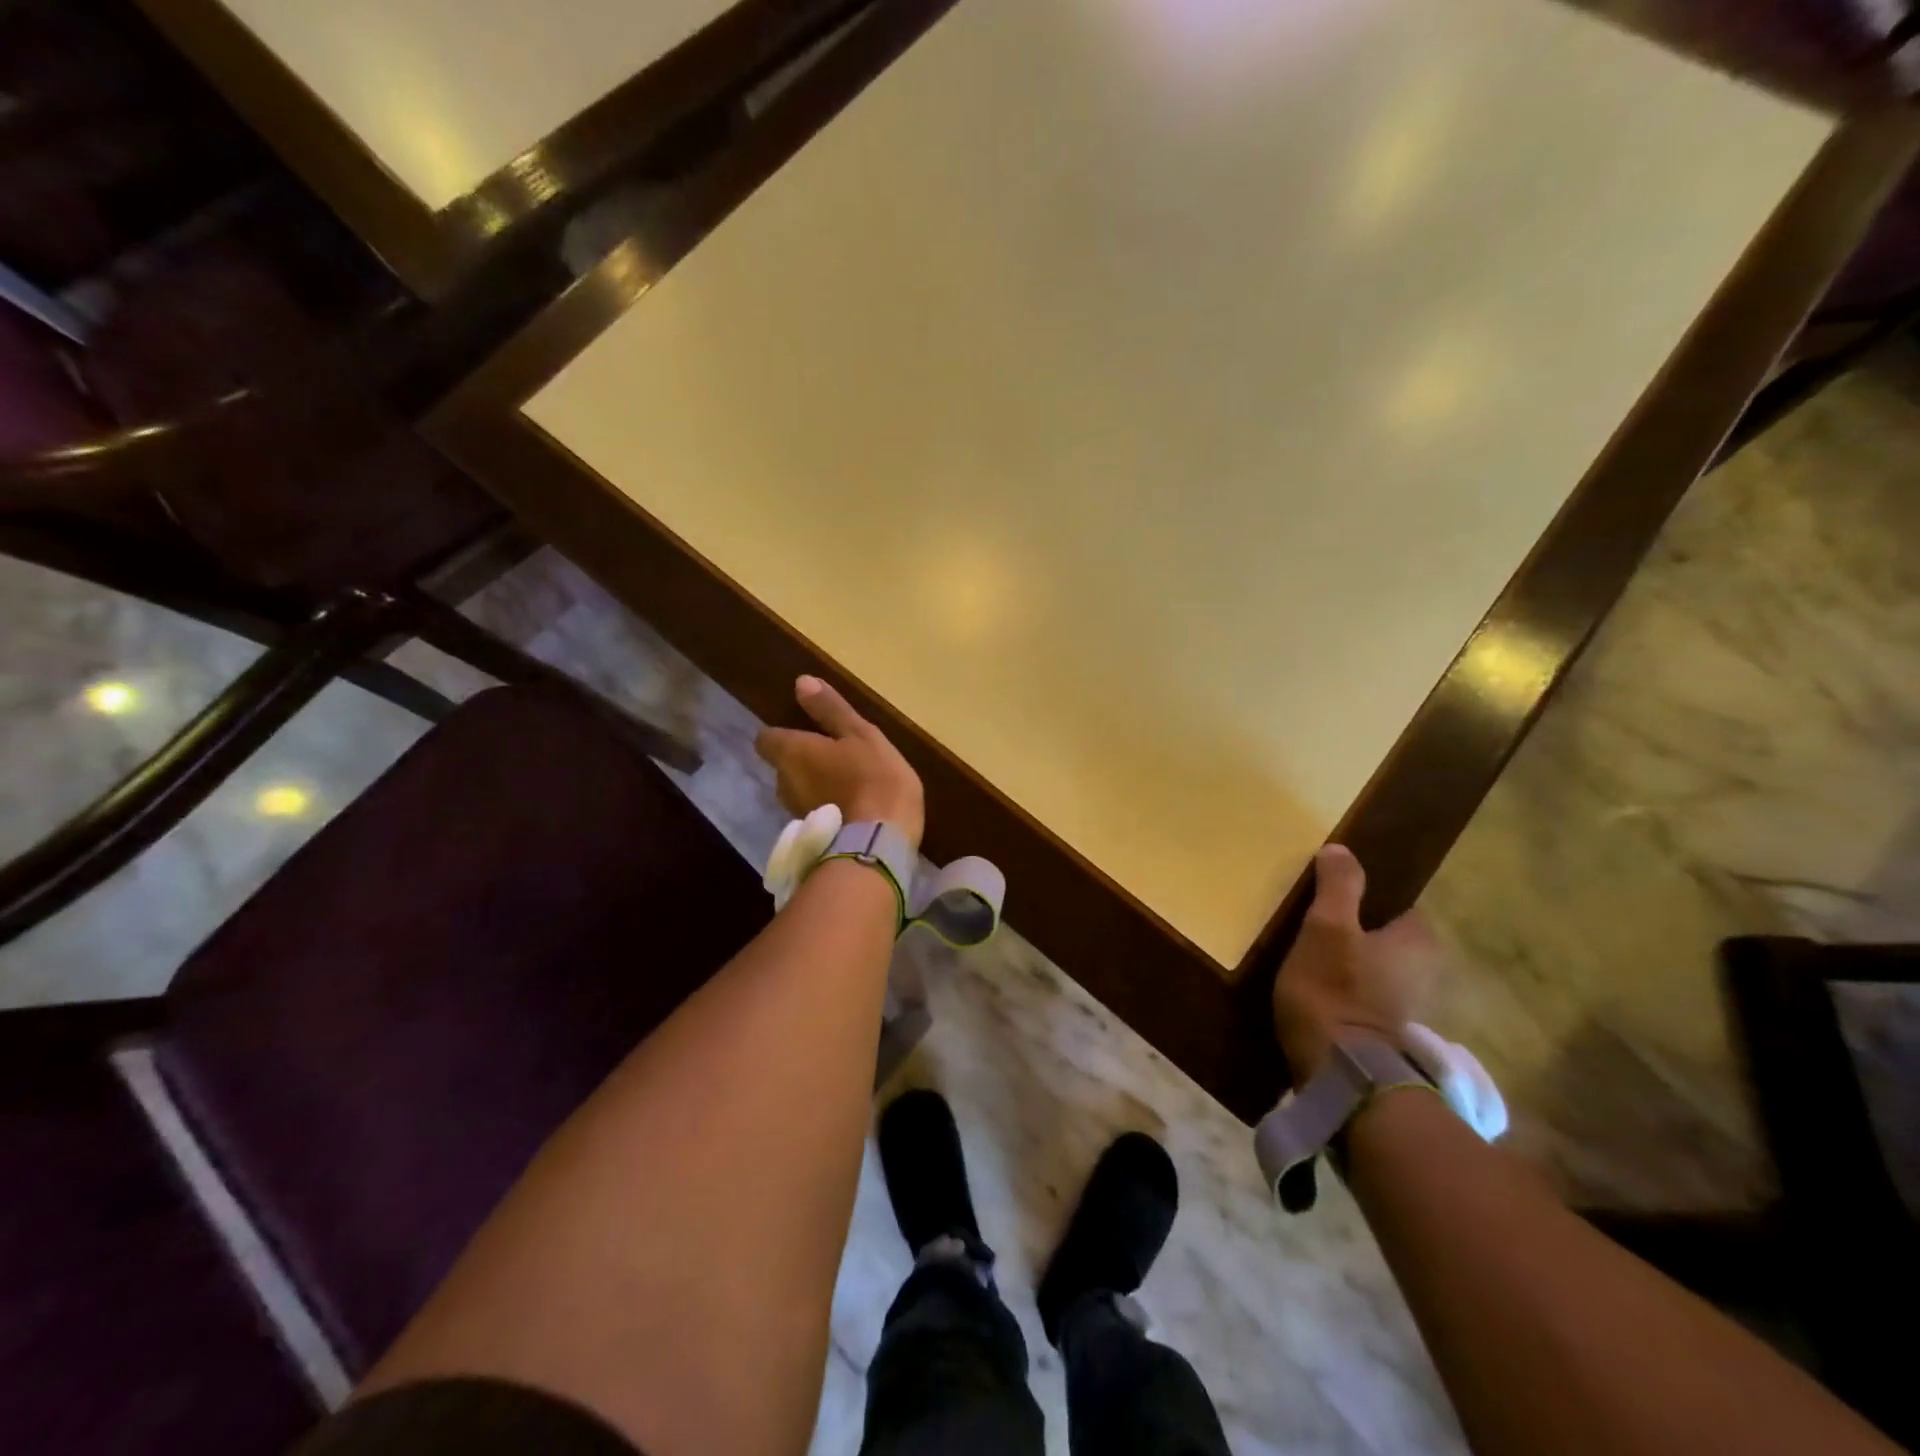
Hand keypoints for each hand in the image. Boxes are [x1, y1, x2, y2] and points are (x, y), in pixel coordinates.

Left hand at [756, 676, 925, 849]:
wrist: (879, 844)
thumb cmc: (873, 778)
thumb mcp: (860, 735)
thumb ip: (830, 710)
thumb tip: (801, 681)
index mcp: (792, 754)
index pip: (767, 738)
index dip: (784, 734)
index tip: (808, 731)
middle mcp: (784, 783)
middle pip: (784, 766)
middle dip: (804, 761)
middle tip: (837, 756)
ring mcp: (796, 813)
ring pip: (800, 791)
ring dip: (817, 786)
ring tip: (849, 783)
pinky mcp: (812, 837)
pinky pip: (816, 813)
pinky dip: (828, 808)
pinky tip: (854, 808)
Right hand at [1272, 845, 1441, 1085]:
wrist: (1341, 1075)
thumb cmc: (1335, 990)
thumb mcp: (1327, 927)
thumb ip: (1338, 886)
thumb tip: (1341, 849)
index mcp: (1420, 943)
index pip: (1405, 908)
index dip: (1374, 899)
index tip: (1339, 898)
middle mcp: (1427, 975)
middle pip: (1391, 941)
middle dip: (1361, 934)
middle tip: (1317, 926)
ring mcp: (1409, 1011)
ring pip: (1379, 972)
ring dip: (1352, 967)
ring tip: (1310, 959)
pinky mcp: (1387, 1039)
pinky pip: (1366, 1001)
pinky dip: (1347, 995)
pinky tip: (1316, 995)